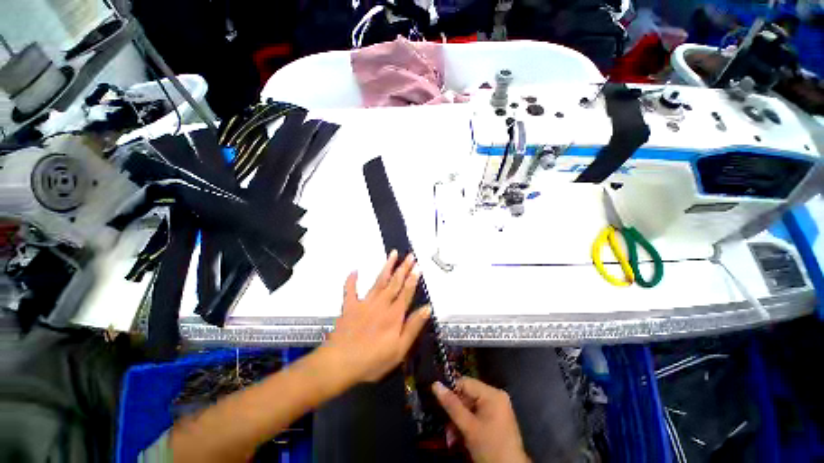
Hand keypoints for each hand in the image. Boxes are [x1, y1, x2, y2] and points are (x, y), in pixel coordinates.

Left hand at [325, 251, 430, 382]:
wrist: (340, 363)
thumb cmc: (373, 360)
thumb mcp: (399, 350)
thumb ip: (413, 327)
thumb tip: (427, 308)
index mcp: (394, 315)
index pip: (406, 292)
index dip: (413, 279)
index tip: (418, 266)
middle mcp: (381, 304)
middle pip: (395, 282)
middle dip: (403, 268)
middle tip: (410, 256)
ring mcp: (365, 303)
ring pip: (379, 281)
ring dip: (387, 267)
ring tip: (393, 254)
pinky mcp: (350, 306)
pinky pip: (350, 290)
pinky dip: (352, 280)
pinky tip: (354, 270)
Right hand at [433, 377, 529, 462]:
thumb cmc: (490, 447)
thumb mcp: (468, 427)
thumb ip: (452, 405)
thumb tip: (435, 384)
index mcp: (492, 394)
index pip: (465, 383)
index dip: (451, 392)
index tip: (440, 405)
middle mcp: (496, 396)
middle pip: (468, 395)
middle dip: (455, 412)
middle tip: (447, 429)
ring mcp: (498, 407)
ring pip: (471, 407)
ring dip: (460, 420)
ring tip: (452, 437)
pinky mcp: (497, 418)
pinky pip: (477, 414)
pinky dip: (468, 424)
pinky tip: (461, 437)